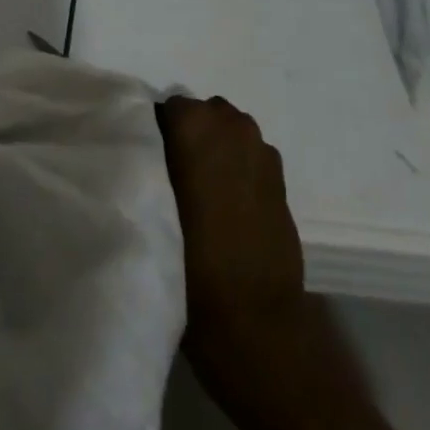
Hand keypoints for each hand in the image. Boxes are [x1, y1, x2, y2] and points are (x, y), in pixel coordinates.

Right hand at [157, 94, 407, 429]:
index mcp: (194, 124)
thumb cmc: (191, 265)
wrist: (255, 320)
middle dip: (190, 137)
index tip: (149, 164)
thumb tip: (150, 148)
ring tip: (204, 194)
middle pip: (202, 116)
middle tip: (175, 179)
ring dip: (217, 151)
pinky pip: (250, 157)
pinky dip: (240, 169)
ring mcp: (260, 147)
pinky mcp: (281, 175)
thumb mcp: (154, 207)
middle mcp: (230, 123)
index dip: (157, 135)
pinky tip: (232, 207)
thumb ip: (153, 164)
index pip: (166, 110)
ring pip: (229, 133)